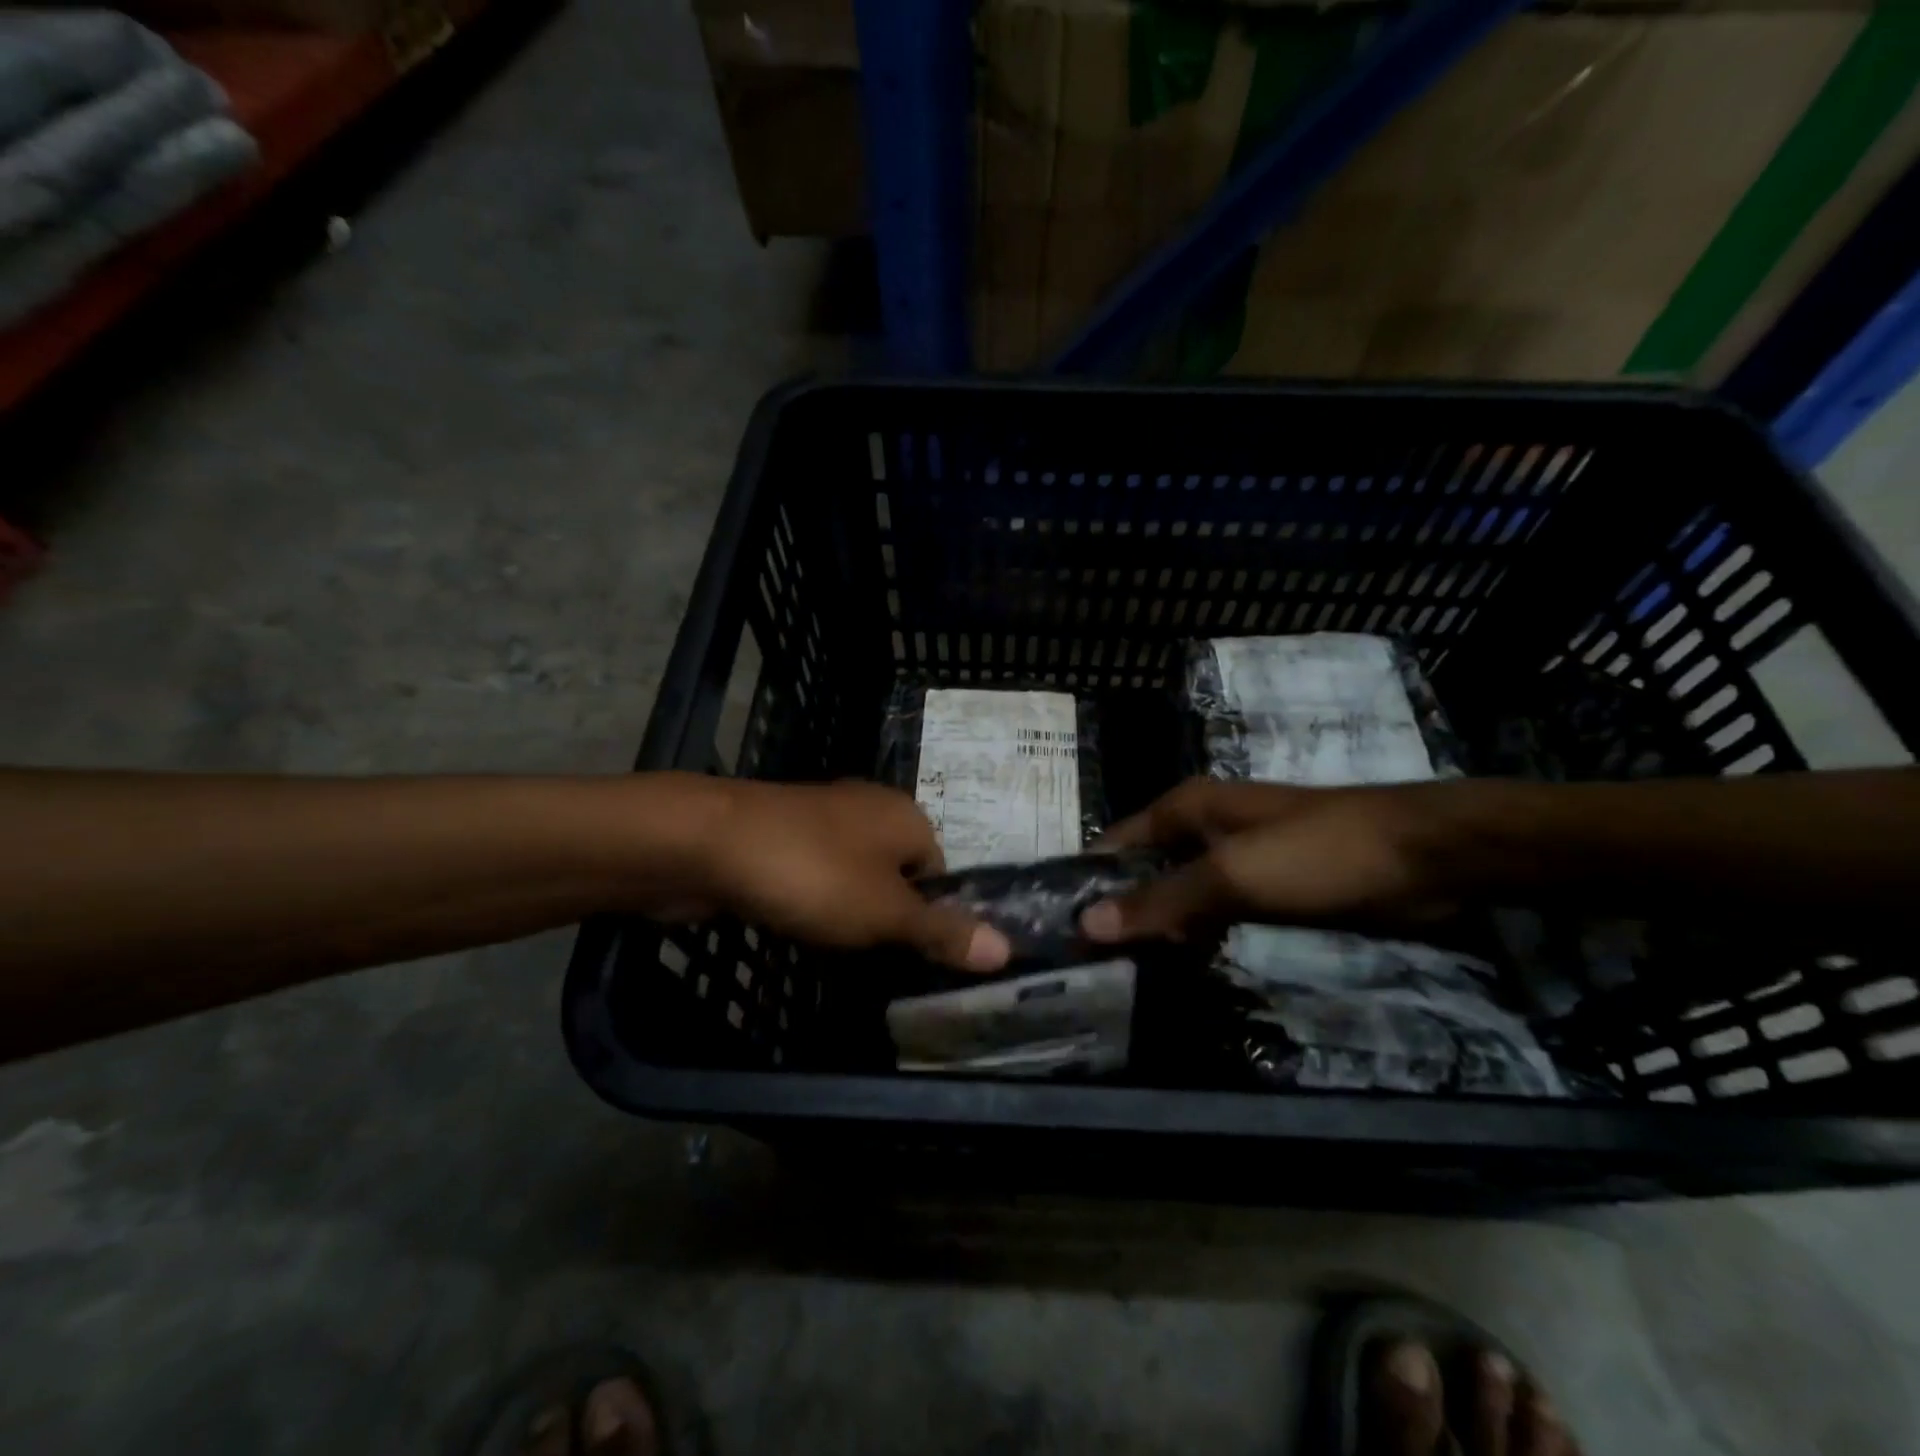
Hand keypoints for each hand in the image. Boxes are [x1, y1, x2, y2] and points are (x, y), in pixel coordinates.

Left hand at [693, 779, 1010, 971]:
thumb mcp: (886, 913)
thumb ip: (942, 931)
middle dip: (887, 915)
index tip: (909, 954)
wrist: (707, 842)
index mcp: (906, 816)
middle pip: (897, 872)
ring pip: (853, 873)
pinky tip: (794, 921)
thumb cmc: (813, 874)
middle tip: (872, 956)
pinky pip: (813, 872)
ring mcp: (820, 817)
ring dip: (846, 909)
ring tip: (832, 943)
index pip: (942, 872)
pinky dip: (810, 898)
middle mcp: (869, 807)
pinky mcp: (781, 833)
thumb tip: (1008, 949)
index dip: (931, 916)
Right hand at [1079, 777, 1455, 943]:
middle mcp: (1202, 829)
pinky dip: (1195, 935)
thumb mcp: (1233, 876)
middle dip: (1120, 909)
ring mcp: (1236, 859)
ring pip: (1178, 894)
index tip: (1059, 928)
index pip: (1116, 843)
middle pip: (1143, 870)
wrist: (1425, 859)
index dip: (1088, 881)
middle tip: (1088, 962)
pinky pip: (1213, 912)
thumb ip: (1160, 900)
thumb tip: (1086, 923)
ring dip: (1157, 927)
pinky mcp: (1266, 889)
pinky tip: (1180, 965)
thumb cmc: (1319, 854)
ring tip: (1122, 972)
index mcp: (1185, 809)